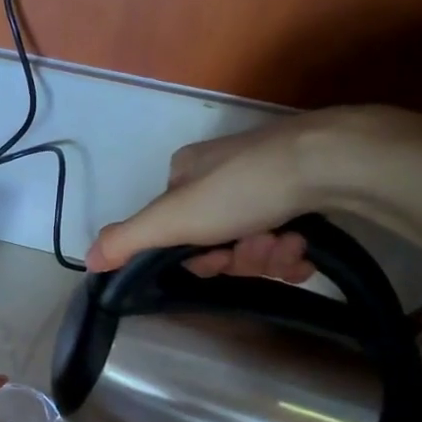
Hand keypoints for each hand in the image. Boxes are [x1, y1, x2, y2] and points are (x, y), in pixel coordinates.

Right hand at [82, 107, 416, 278]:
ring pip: (253, 241)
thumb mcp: (173, 218)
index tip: (216, 261)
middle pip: (216, 240)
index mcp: (184, 173)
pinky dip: (292, 250)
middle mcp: (220, 172)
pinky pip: (285, 234)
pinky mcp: (305, 188)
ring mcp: (264, 179)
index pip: (174, 230)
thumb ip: (127, 240)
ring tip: (289, 246)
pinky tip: (304, 248)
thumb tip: (87, 260)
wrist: (334, 160)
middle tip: (260, 250)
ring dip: (268, 256)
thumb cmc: (243, 188)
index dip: (195, 256)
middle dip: (239, 257)